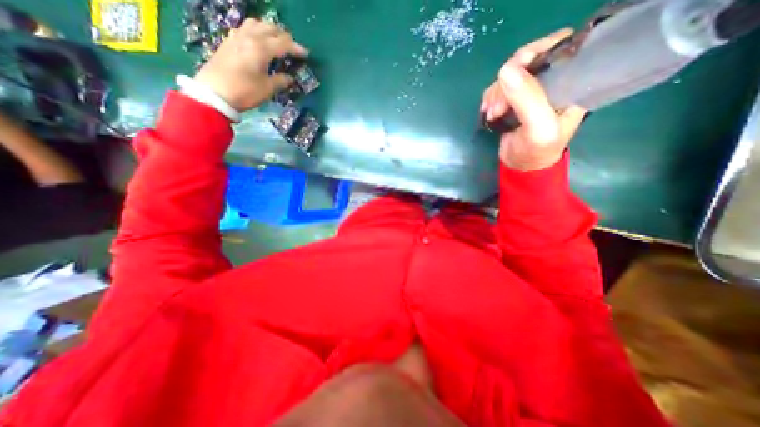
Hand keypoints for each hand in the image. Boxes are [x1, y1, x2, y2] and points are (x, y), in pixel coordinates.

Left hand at [194, 19, 308, 111]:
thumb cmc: (245, 91)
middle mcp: (249, 37)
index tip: (306, 55)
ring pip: (256, 24)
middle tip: (293, 48)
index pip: (283, 43)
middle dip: (284, 36)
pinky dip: (256, 31)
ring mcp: (237, 37)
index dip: (296, 48)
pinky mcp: (229, 42)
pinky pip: (245, 28)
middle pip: (270, 28)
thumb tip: (290, 78)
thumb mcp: (267, 89)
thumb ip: (281, 81)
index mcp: (261, 49)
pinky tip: (259, 42)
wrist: (215, 93)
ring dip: (269, 30)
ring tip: (277, 40)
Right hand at [481, 27, 586, 171]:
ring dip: (496, 93)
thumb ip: (527, 99)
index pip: (558, 47)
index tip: (517, 69)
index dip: (537, 51)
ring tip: (492, 114)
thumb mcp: (538, 127)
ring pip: (509, 76)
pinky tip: (488, 112)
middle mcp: (550, 81)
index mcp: (570, 82)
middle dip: (509, 81)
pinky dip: (490, 98)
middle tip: (498, 106)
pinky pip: (498, 88)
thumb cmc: (537, 151)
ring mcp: (529, 91)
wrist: (521, 167)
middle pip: (527, 61)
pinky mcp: (512, 100)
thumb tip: (505, 70)